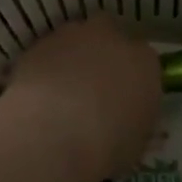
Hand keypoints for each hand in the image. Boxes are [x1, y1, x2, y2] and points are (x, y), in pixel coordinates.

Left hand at [0, 17, 161, 179]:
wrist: (55, 135)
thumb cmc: (108, 145)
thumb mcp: (136, 145)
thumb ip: (135, 124)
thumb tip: (127, 124)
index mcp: (145, 61)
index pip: (144, 61)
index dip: (131, 79)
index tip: (123, 100)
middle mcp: (111, 38)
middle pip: (108, 36)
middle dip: (101, 55)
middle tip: (91, 89)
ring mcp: (72, 37)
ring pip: (74, 40)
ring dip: (70, 59)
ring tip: (60, 96)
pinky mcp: (38, 45)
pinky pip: (45, 56)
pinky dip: (43, 71)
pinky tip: (37, 98)